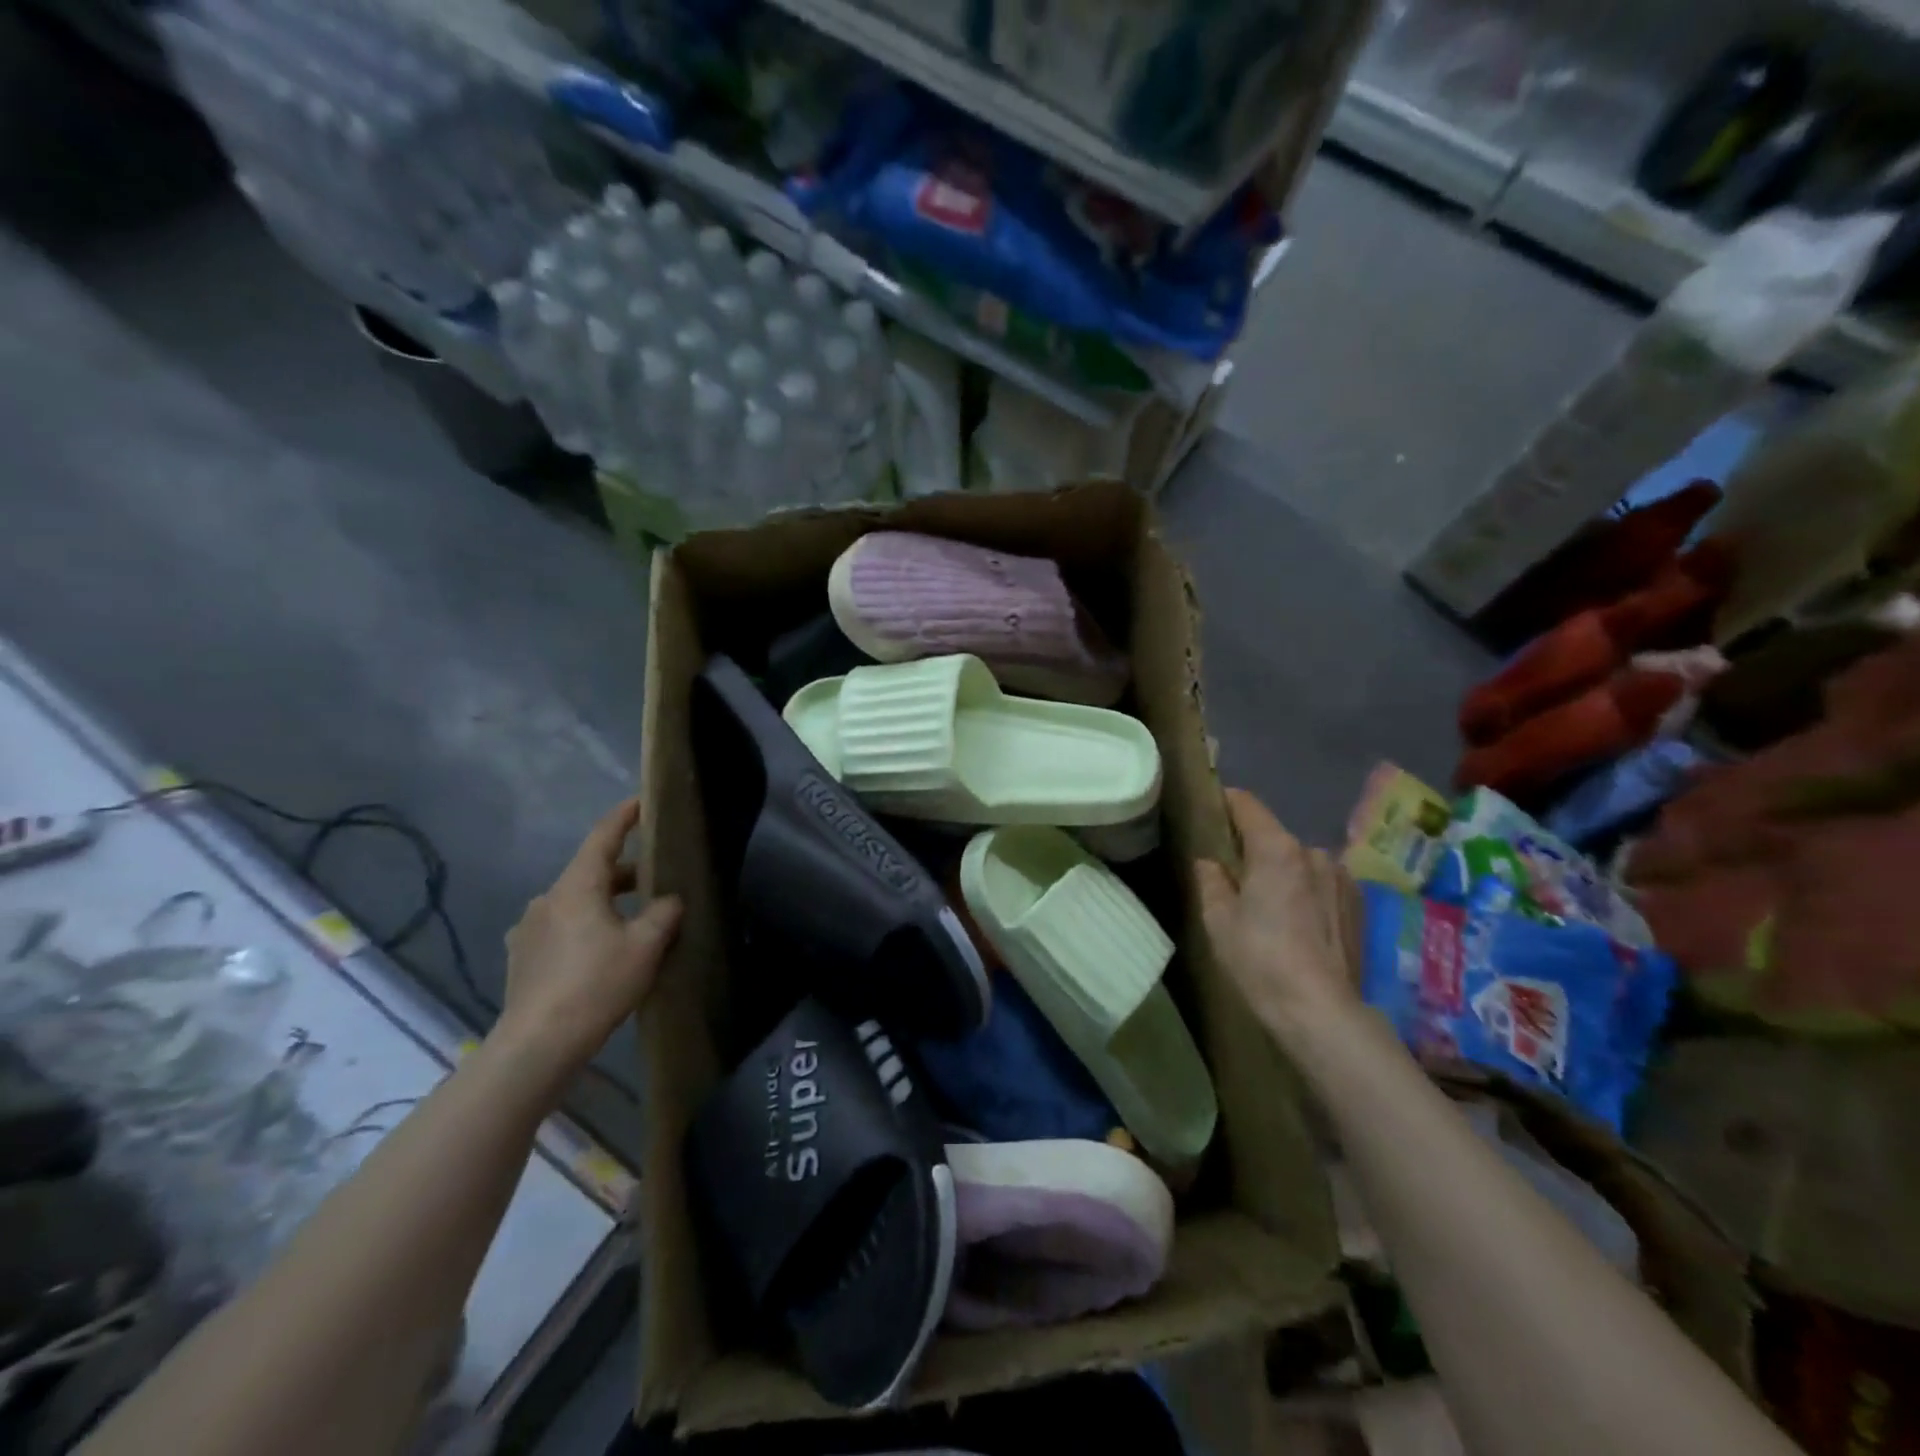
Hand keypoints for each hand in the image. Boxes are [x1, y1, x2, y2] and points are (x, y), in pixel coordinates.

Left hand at [500, 798, 682, 1067]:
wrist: (537, 1044)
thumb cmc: (596, 984)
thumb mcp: (645, 946)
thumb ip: (663, 914)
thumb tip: (669, 900)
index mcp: (576, 887)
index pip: (603, 837)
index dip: (624, 817)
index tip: (641, 802)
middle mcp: (547, 899)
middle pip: (591, 872)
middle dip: (623, 872)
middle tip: (654, 880)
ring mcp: (528, 929)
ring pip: (575, 901)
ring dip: (603, 902)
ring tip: (631, 921)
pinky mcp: (521, 957)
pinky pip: (559, 927)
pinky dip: (583, 926)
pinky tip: (598, 952)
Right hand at [1196, 788, 1360, 1047]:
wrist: (1322, 1012)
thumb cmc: (1260, 960)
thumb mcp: (1218, 921)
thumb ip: (1211, 881)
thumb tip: (1210, 863)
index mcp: (1276, 849)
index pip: (1247, 805)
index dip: (1226, 803)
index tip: (1211, 810)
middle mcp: (1313, 852)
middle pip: (1274, 837)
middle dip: (1254, 850)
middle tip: (1234, 876)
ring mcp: (1341, 878)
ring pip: (1300, 863)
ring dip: (1284, 873)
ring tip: (1270, 906)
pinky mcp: (1358, 904)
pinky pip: (1321, 884)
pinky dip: (1306, 893)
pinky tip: (1298, 925)